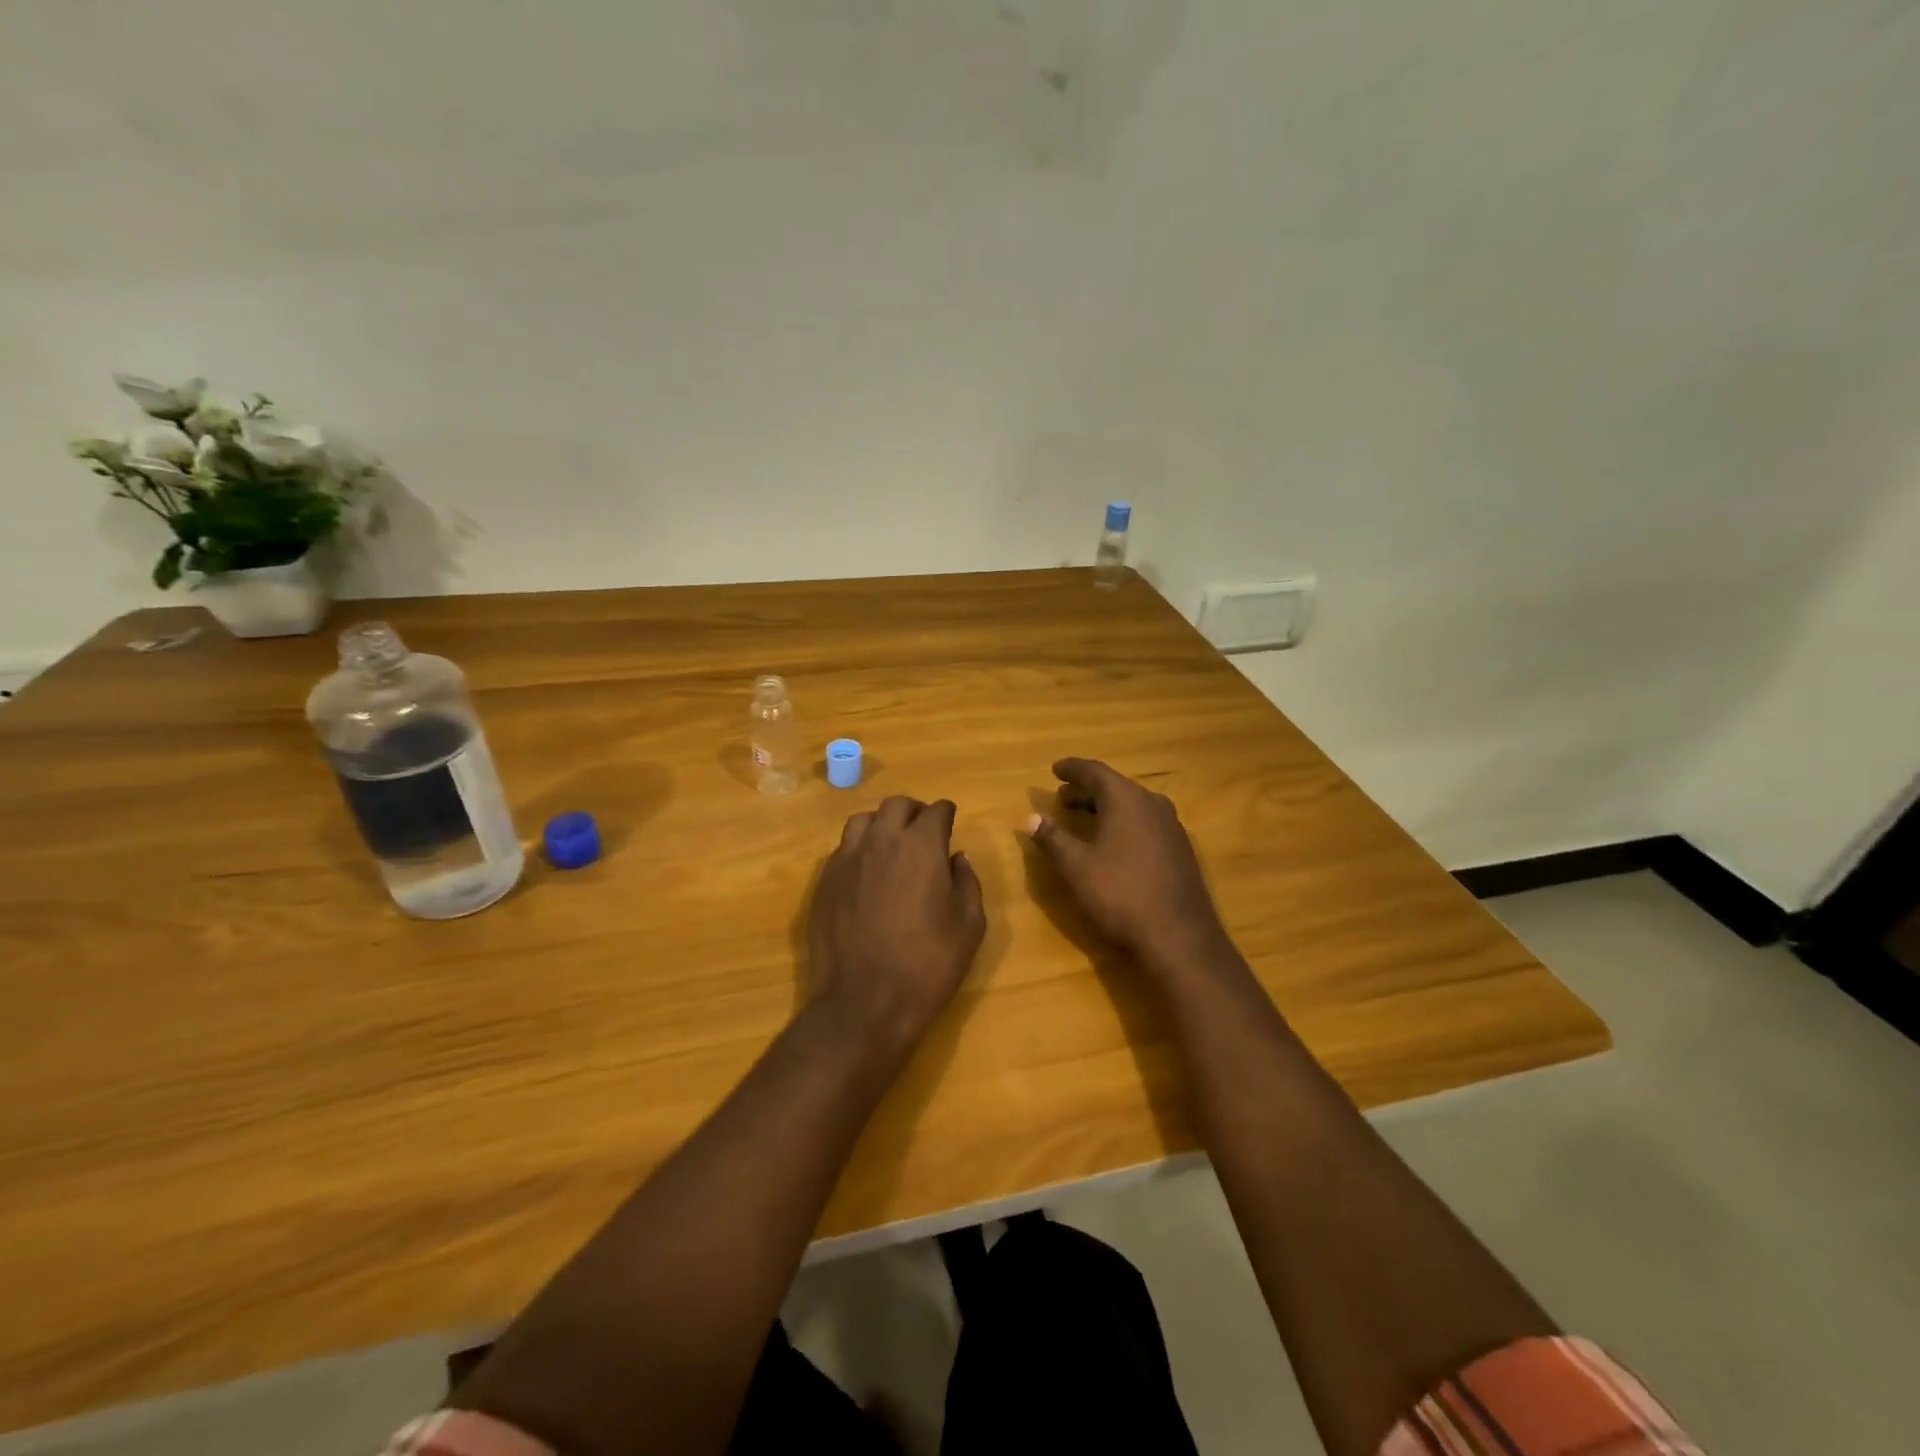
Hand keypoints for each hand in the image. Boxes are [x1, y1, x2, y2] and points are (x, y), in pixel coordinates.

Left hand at [807, 796, 985, 1051]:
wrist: (863, 1003)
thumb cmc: (927, 965)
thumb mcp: (969, 927)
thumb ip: (967, 883)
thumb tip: (957, 858)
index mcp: (921, 846)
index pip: (936, 810)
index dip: (947, 815)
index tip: (951, 824)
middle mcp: (881, 841)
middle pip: (897, 805)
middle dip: (914, 812)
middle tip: (924, 832)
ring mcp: (847, 859)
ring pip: (863, 820)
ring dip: (882, 825)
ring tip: (892, 847)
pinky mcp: (824, 881)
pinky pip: (843, 849)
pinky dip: (859, 850)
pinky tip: (867, 873)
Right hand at [1027, 758, 1229, 971]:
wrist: (1179, 936)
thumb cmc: (1120, 894)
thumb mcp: (1076, 867)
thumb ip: (1053, 838)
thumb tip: (1032, 818)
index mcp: (1126, 799)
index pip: (1094, 772)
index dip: (1072, 769)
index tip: (1055, 769)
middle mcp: (1152, 804)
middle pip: (1115, 786)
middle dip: (1087, 790)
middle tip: (1063, 796)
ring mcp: (1171, 826)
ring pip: (1133, 805)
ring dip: (1106, 807)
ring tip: (1084, 817)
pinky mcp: (1181, 850)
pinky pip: (1146, 822)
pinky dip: (1124, 822)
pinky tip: (1115, 842)